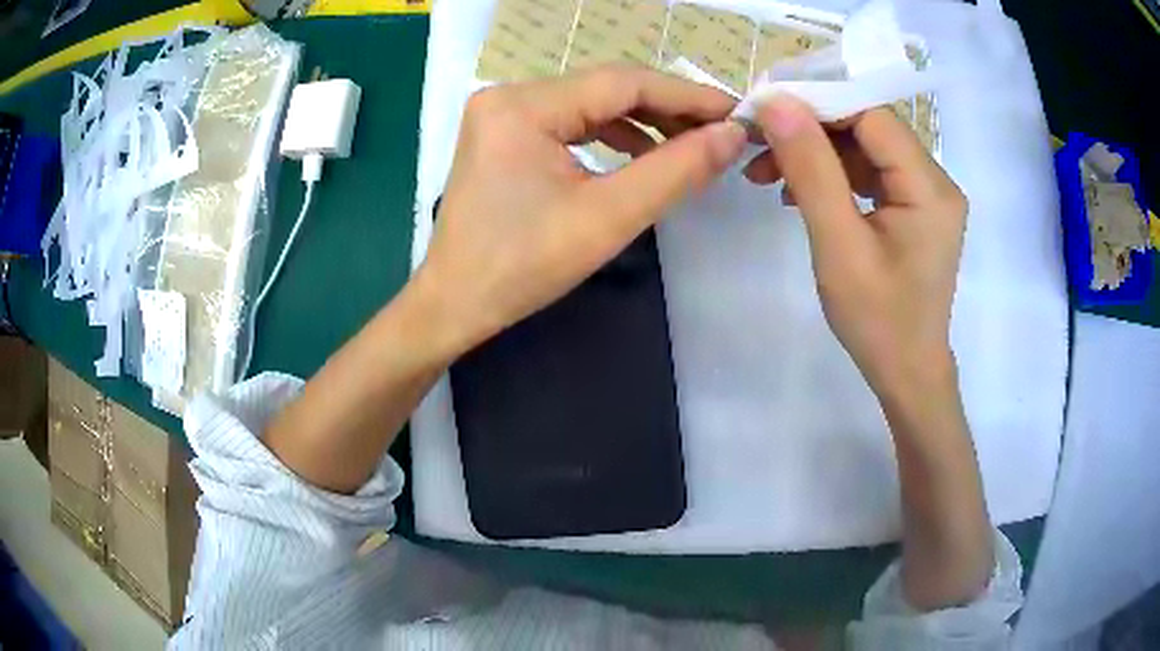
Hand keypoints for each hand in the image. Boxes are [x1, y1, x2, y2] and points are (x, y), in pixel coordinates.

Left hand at [412, 64, 745, 353]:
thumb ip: (676, 171)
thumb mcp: (608, 218)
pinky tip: (642, 153)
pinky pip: (570, 122)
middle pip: (606, 89)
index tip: (736, 113)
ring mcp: (503, 112)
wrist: (455, 303)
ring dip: (643, 122)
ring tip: (690, 144)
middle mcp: (509, 95)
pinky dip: (611, 135)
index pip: (623, 83)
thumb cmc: (522, 268)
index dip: (687, 96)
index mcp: (523, 106)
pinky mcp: (505, 133)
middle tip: (720, 131)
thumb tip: (731, 135)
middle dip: (668, 109)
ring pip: (591, 104)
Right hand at [744, 97, 967, 398]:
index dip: (816, 103)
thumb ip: (811, 170)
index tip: (763, 111)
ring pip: (864, 149)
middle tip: (755, 143)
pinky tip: (797, 191)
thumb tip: (776, 104)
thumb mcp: (839, 246)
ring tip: (764, 173)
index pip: (871, 116)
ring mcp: (926, 195)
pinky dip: (832, 176)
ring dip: (815, 154)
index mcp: (929, 187)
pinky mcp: (914, 208)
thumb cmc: (878, 322)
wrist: (906, 374)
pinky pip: (870, 174)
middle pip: (868, 128)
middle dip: (809, 131)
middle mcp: (936, 180)